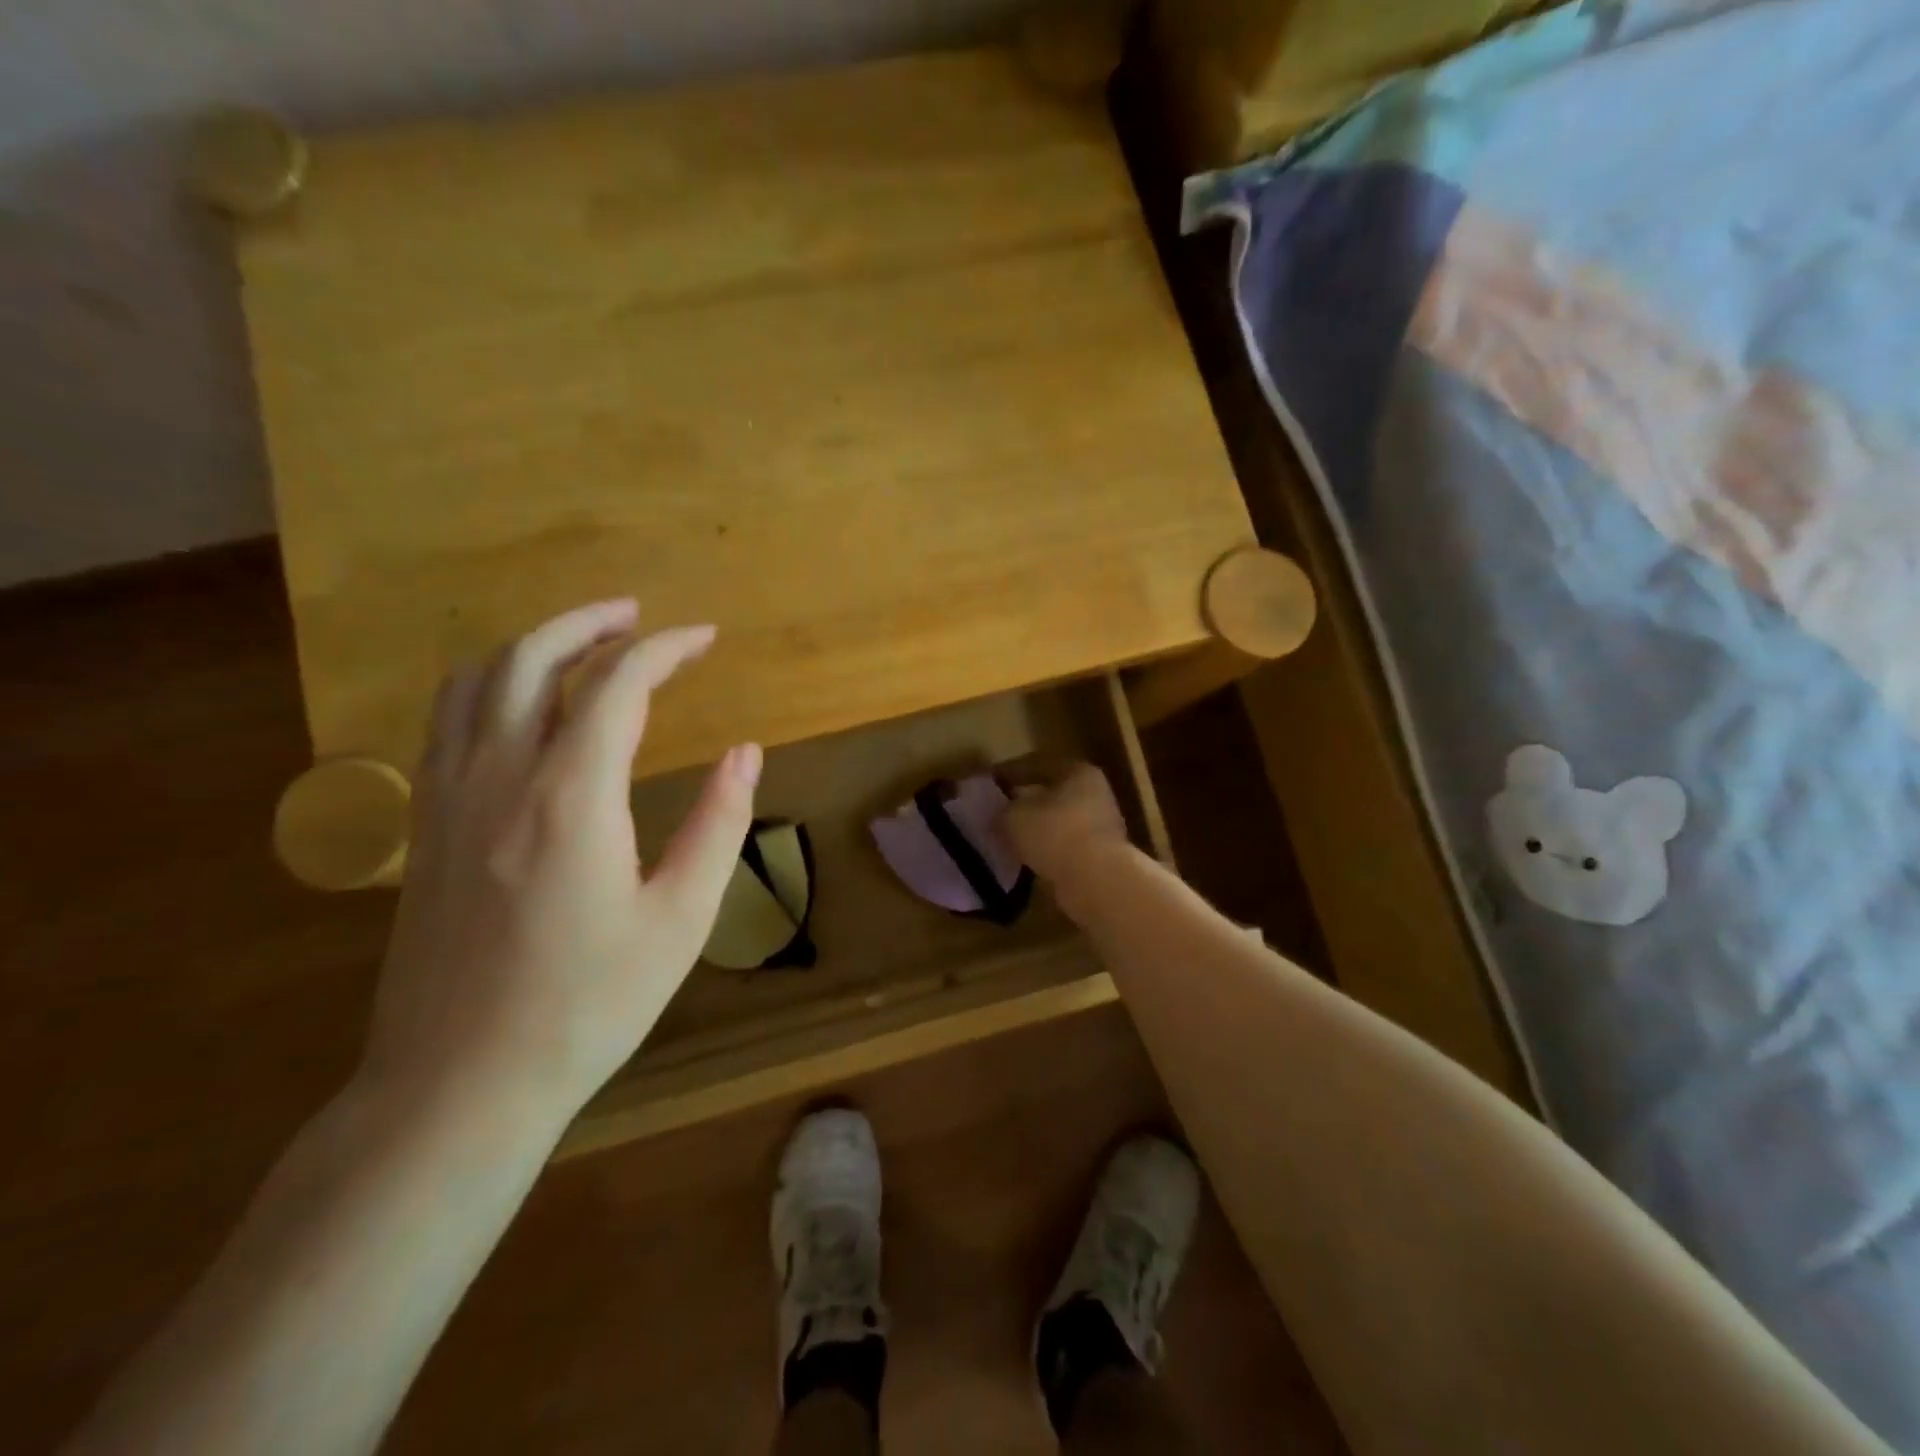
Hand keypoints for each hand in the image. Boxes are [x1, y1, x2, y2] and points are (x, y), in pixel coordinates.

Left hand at [360, 600, 760, 1131]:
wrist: (459, 1085)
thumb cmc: (587, 1006)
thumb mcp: (680, 919)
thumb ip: (717, 824)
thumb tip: (746, 752)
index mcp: (571, 797)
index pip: (619, 685)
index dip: (666, 649)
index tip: (705, 638)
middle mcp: (500, 777)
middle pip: (533, 658)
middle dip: (590, 623)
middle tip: (640, 617)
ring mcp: (448, 798)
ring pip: (477, 680)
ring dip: (535, 645)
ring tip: (585, 643)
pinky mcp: (424, 827)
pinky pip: (448, 721)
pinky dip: (490, 685)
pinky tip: (524, 706)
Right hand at [1000, 762, 1130, 917]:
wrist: (1097, 881)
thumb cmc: (1055, 834)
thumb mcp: (1014, 816)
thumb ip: (1003, 810)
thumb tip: (1000, 813)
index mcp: (1077, 771)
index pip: (1037, 764)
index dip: (1009, 772)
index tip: (989, 781)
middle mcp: (1095, 793)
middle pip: (1052, 792)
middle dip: (1025, 800)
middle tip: (999, 809)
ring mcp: (1102, 825)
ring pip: (1060, 820)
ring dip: (1037, 827)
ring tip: (1010, 836)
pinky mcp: (1102, 855)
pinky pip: (1066, 845)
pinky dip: (1048, 848)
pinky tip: (1028, 857)